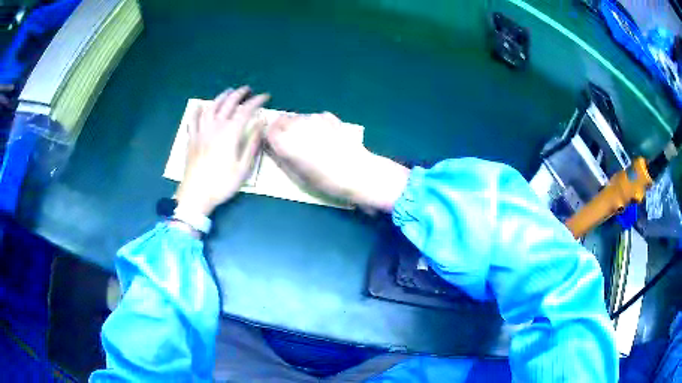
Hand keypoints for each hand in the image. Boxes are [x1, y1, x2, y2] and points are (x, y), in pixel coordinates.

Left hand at [175, 86, 268, 214]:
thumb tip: (260, 123)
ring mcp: (201, 132)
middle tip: (248, 90)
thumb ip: (252, 144)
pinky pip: (193, 120)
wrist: (195, 195)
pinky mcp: (191, 139)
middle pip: (228, 104)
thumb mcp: (243, 168)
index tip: (265, 96)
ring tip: (228, 92)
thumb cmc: (222, 183)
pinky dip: (197, 111)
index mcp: (230, 133)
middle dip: (239, 94)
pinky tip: (199, 106)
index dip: (256, 101)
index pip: (245, 110)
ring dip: (221, 97)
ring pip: (211, 107)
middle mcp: (215, 127)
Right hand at [266, 112, 409, 211]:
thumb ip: (283, 158)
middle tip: (289, 141)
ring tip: (309, 140)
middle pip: (282, 120)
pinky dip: (315, 124)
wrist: (357, 172)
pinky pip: (314, 118)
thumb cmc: (326, 180)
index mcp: (287, 142)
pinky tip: (324, 136)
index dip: (269, 136)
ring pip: (298, 117)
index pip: (268, 131)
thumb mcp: (299, 176)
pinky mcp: (330, 118)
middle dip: (281, 128)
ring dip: (298, 125)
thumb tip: (274, 148)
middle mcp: (298, 126)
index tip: (272, 143)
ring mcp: (315, 119)